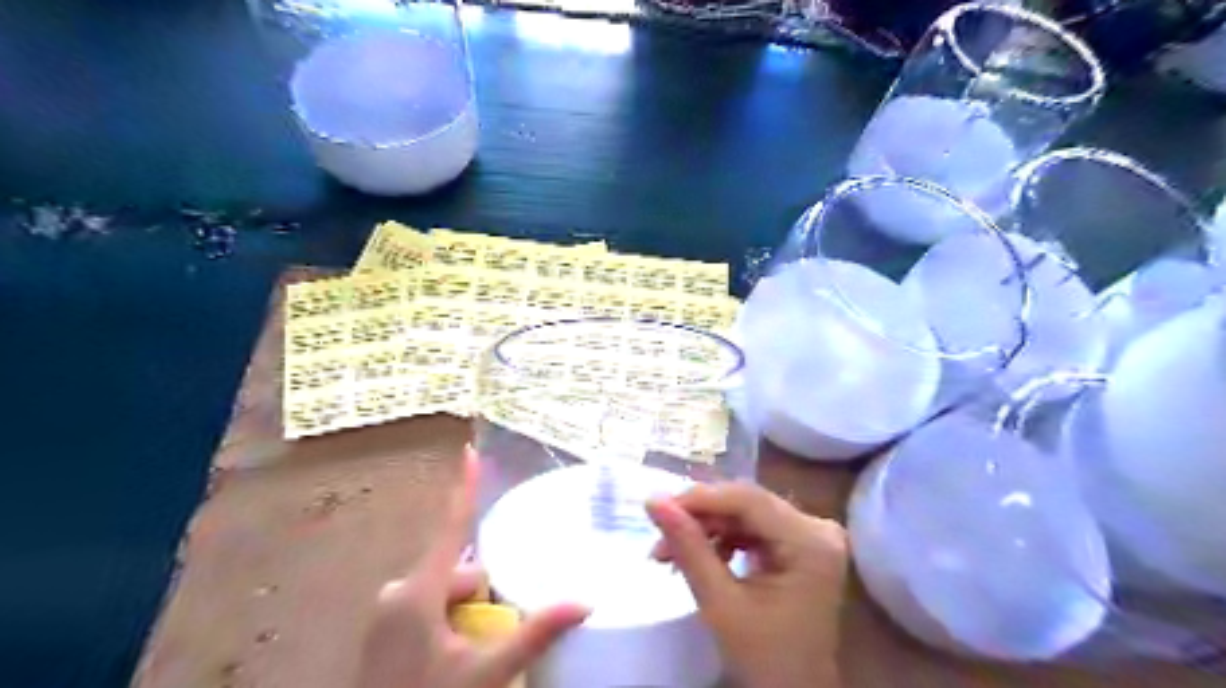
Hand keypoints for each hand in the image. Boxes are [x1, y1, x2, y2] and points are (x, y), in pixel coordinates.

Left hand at [358, 445, 591, 687]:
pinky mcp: (383, 631)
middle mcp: (398, 592)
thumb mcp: (485, 672)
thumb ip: (534, 633)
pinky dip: (447, 621)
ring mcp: (387, 613)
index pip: (452, 527)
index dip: (465, 487)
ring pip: (444, 592)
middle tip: (489, 639)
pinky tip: (451, 659)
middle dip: (481, 593)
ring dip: (466, 612)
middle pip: (457, 571)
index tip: (469, 451)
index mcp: (418, 592)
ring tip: (472, 657)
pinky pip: (427, 608)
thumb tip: (585, 602)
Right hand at [646, 482, 848, 687]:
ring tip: (668, 553)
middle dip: (699, 518)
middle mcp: (817, 529)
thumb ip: (688, 548)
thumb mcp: (721, 604)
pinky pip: (752, 528)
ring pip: (744, 514)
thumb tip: (654, 500)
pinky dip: (721, 539)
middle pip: (746, 504)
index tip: (657, 508)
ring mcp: (811, 536)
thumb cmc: (765, 660)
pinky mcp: (799, 545)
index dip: (700, 498)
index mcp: (811, 542)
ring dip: (705, 529)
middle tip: (658, 536)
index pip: (748, 500)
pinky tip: (699, 556)